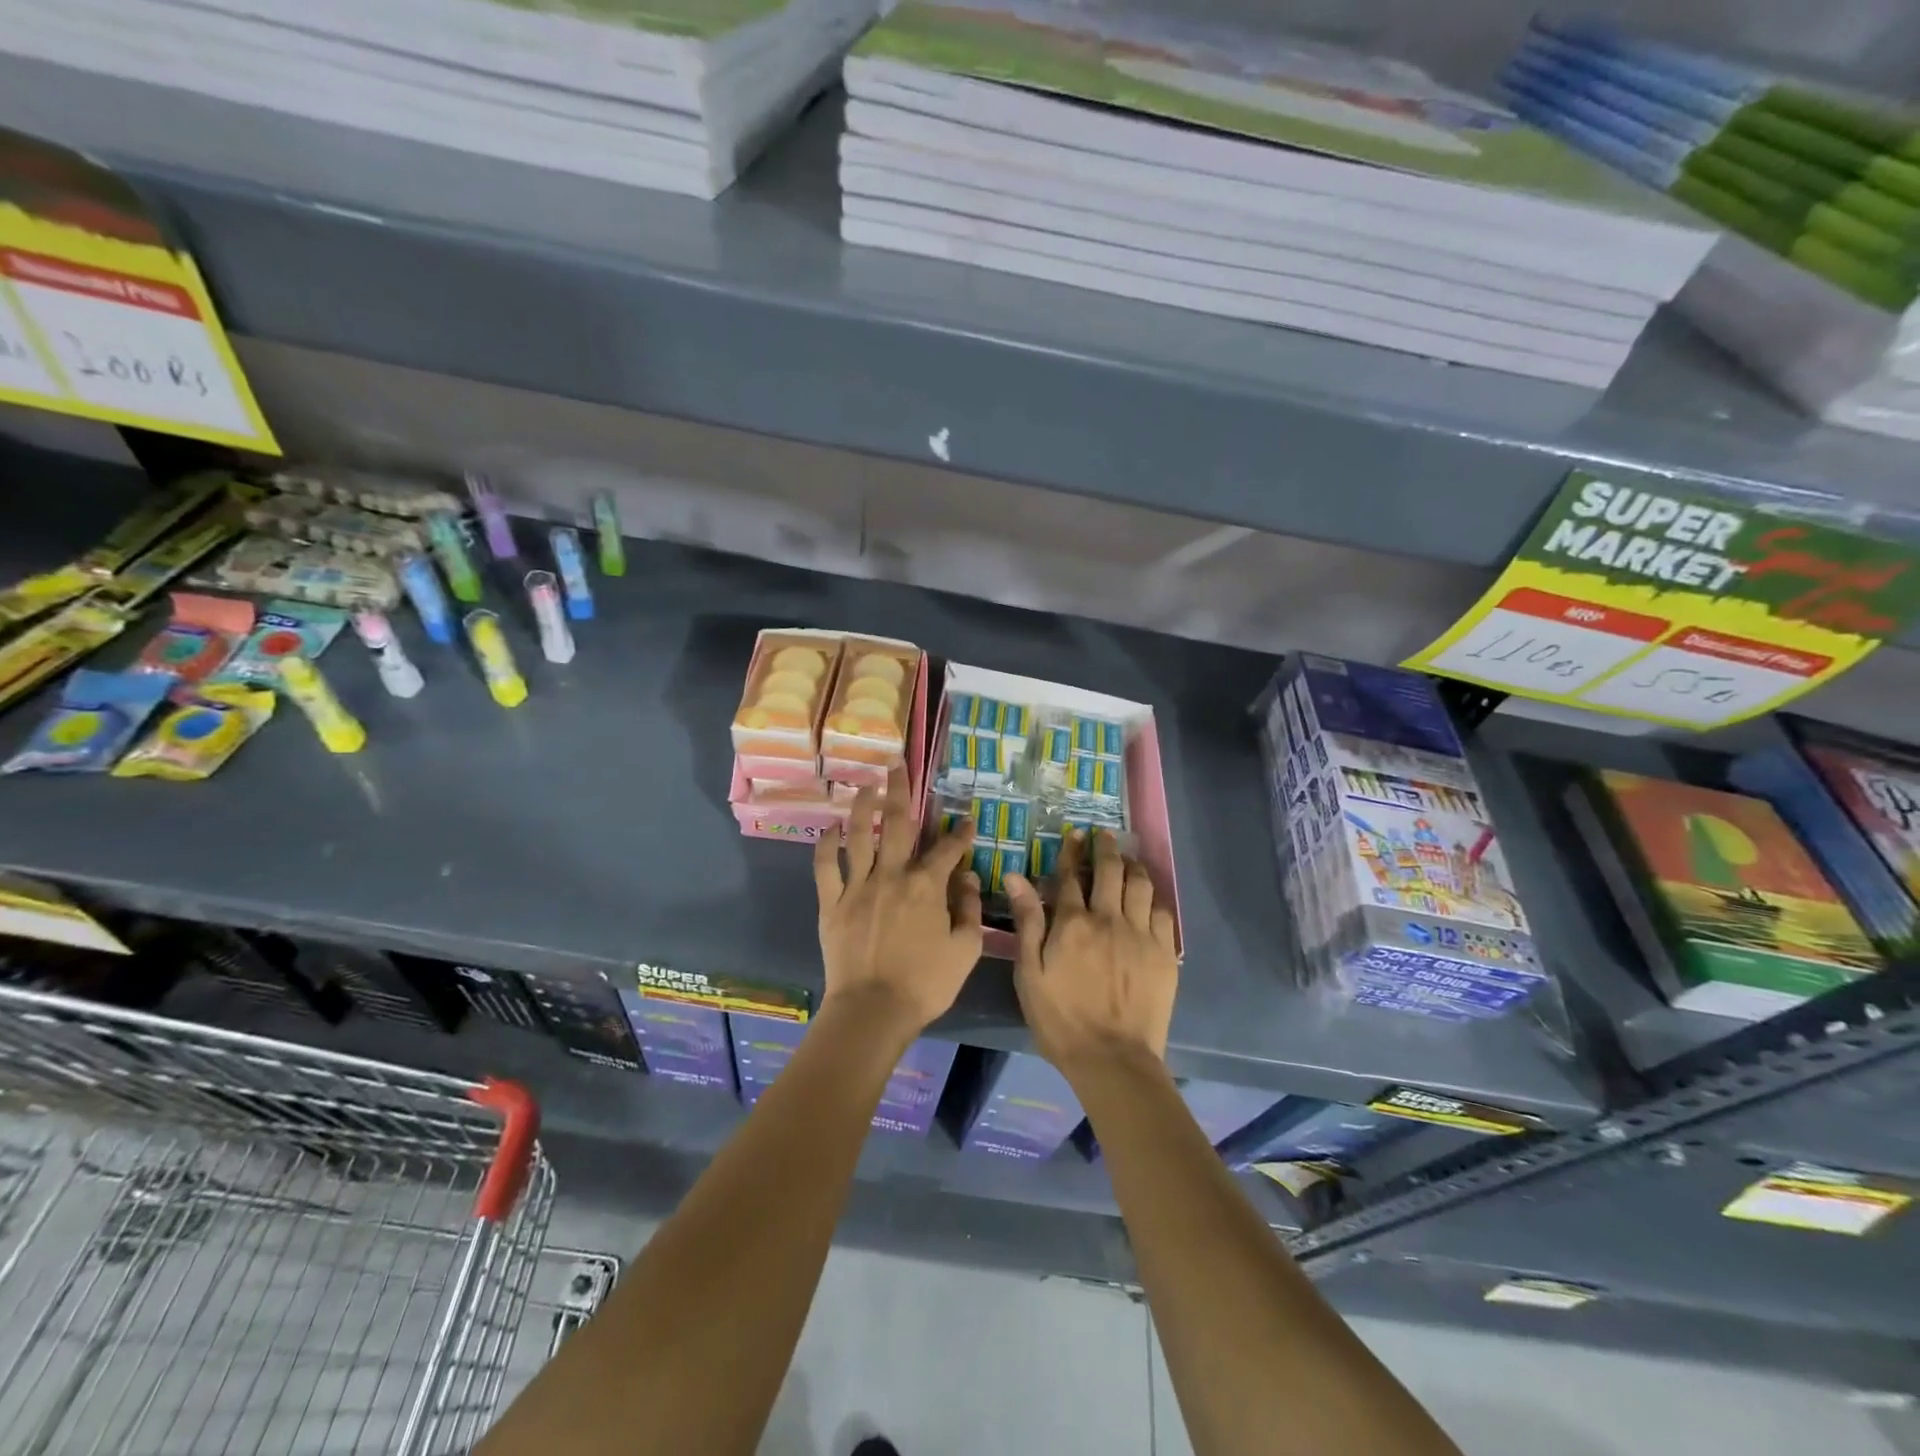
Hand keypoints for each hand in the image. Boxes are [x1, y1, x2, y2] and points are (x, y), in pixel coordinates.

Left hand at [814, 763, 982, 1037]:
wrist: (873, 1009)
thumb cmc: (925, 984)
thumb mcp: (965, 950)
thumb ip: (970, 910)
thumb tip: (970, 879)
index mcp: (927, 886)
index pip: (947, 850)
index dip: (959, 833)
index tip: (966, 820)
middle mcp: (892, 875)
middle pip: (897, 824)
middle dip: (900, 791)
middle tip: (897, 766)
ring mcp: (858, 887)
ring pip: (859, 836)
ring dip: (863, 807)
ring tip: (865, 785)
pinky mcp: (832, 903)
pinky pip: (826, 867)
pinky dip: (827, 845)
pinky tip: (831, 828)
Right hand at [1006, 830, 1177, 1074]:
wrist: (1112, 1059)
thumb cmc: (1061, 1019)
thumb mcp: (1029, 973)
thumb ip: (1027, 922)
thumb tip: (1017, 877)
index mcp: (1072, 923)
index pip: (1070, 876)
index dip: (1071, 851)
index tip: (1074, 835)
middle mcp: (1109, 918)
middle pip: (1110, 870)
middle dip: (1105, 847)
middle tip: (1104, 835)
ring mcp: (1141, 934)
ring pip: (1140, 884)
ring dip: (1132, 865)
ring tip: (1128, 858)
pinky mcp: (1165, 952)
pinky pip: (1163, 912)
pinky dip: (1154, 897)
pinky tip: (1149, 896)